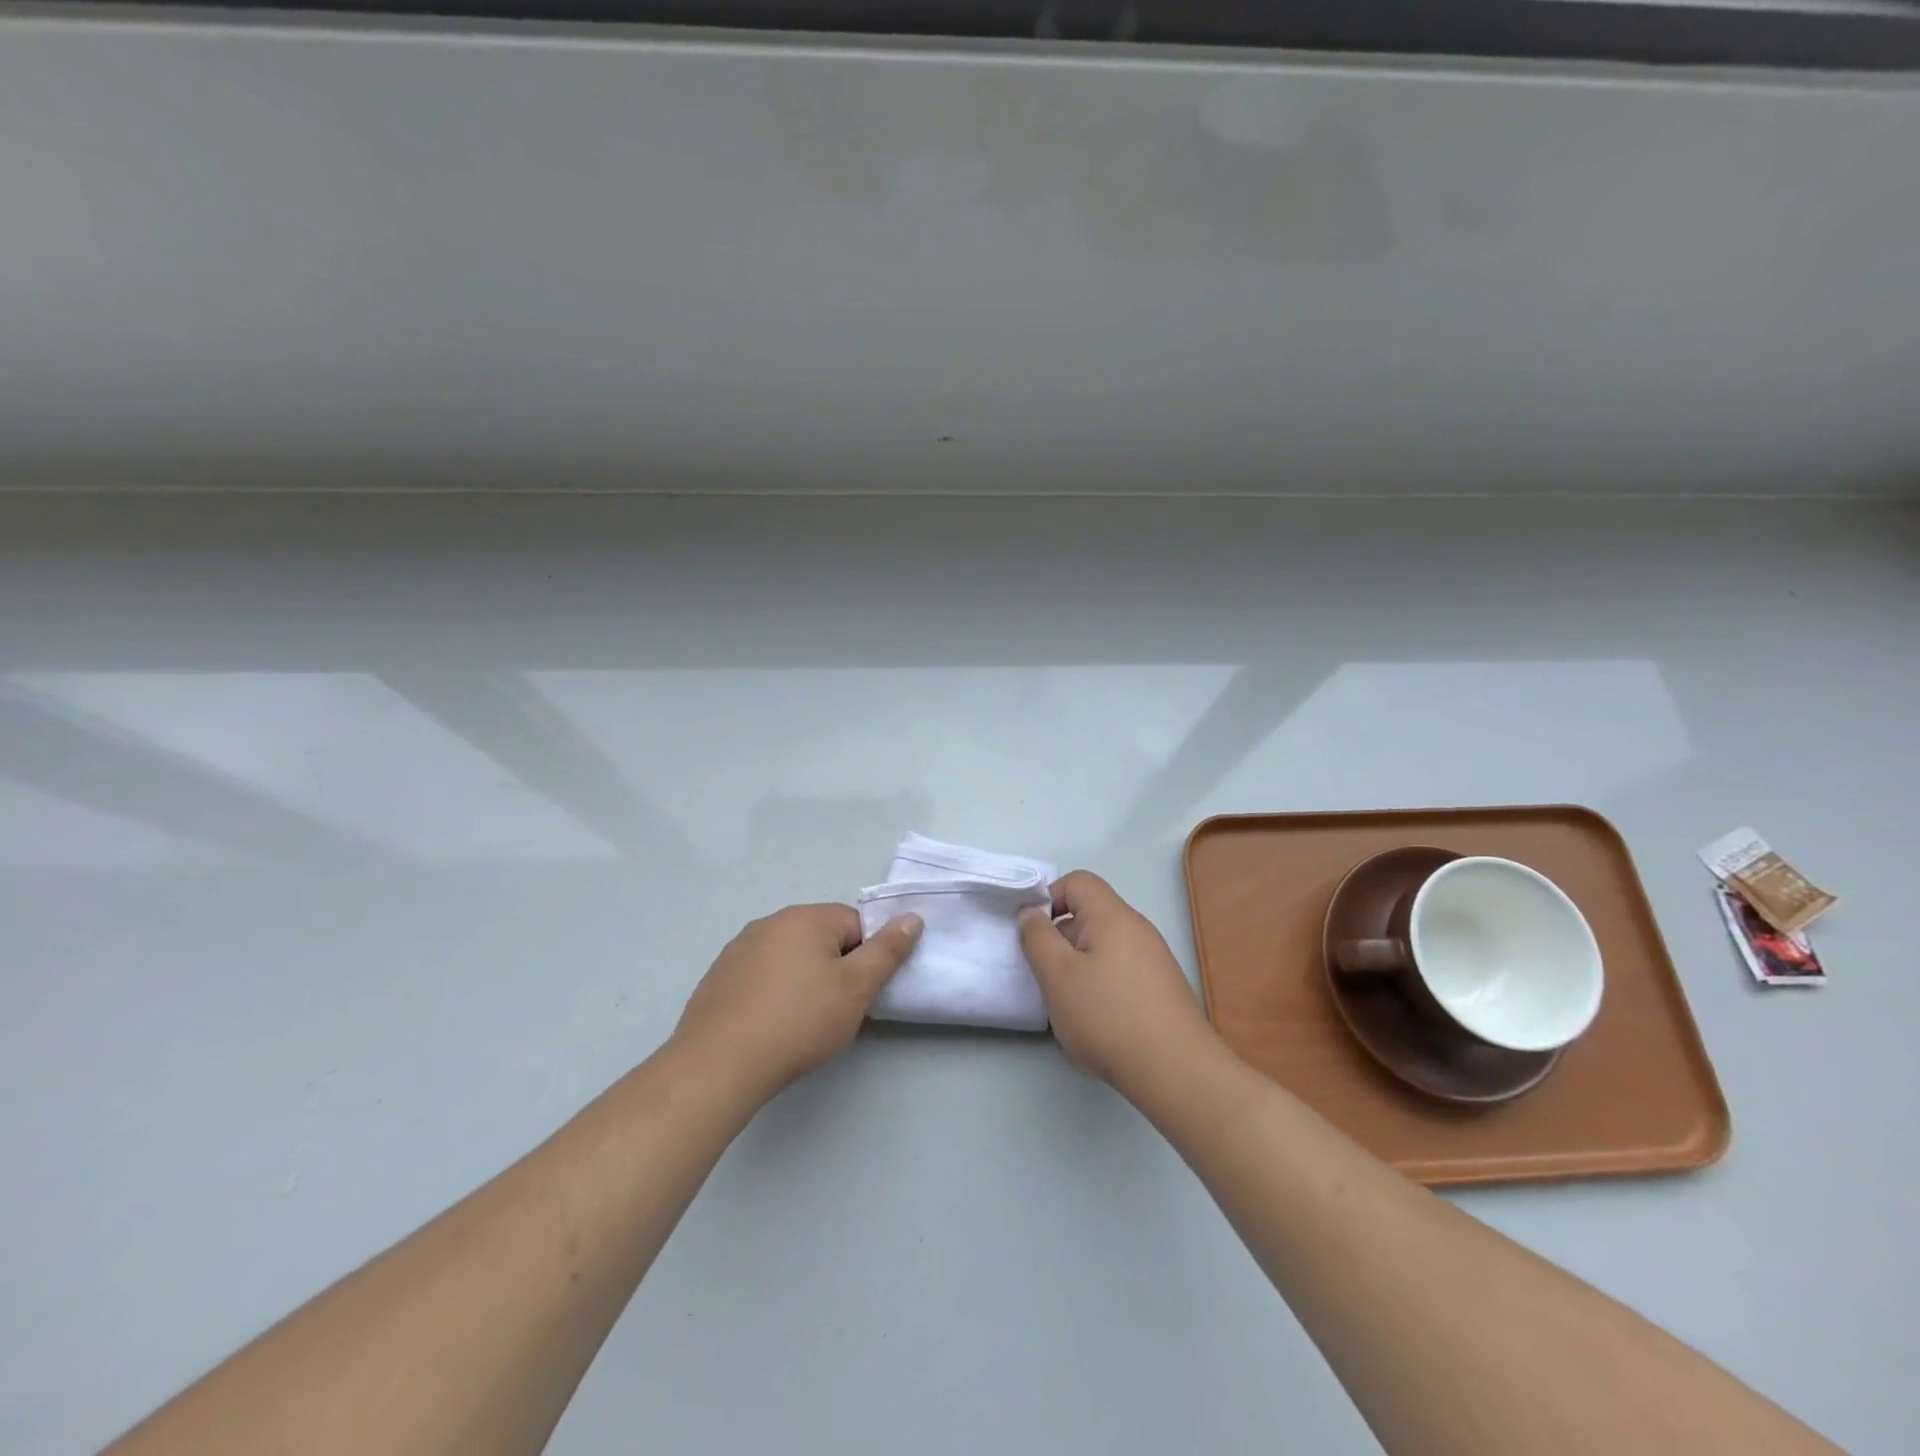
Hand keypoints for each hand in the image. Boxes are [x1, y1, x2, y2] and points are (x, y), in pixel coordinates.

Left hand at [673, 904, 921, 1101]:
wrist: (719, 1065)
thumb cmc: (799, 1021)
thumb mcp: (856, 988)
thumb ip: (888, 951)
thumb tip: (912, 918)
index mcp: (806, 917)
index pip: (856, 924)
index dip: (866, 959)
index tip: (860, 994)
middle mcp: (770, 922)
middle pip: (821, 939)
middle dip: (835, 969)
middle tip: (836, 1010)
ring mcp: (738, 949)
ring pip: (790, 958)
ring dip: (803, 981)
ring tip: (801, 1024)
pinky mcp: (718, 978)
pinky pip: (761, 977)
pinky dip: (772, 995)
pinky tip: (769, 1027)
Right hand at [1019, 871, 1217, 1095]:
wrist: (1177, 1072)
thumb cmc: (1108, 1016)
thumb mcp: (1058, 975)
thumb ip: (1037, 937)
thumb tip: (1031, 912)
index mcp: (1113, 916)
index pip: (1077, 882)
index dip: (1049, 898)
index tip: (1033, 935)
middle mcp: (1137, 929)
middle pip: (1088, 918)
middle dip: (1060, 944)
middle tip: (1046, 979)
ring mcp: (1153, 960)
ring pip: (1100, 952)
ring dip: (1077, 974)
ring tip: (1069, 1011)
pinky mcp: (1160, 990)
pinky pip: (1118, 976)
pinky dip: (1099, 993)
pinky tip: (1095, 1029)